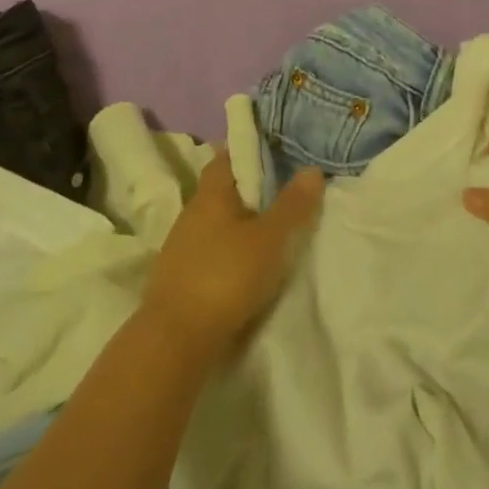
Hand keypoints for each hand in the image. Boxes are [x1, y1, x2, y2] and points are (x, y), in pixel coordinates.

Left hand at [141, 151, 323, 366]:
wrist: (177, 338)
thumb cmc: (226, 276)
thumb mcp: (270, 239)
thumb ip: (292, 205)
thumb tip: (311, 169)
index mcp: (210, 194)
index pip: (225, 157)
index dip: (248, 151)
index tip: (275, 152)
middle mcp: (191, 212)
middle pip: (221, 190)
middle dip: (248, 189)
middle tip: (283, 190)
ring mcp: (182, 245)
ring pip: (215, 221)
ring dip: (239, 221)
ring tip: (271, 228)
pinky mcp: (180, 275)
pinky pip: (210, 248)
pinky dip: (229, 248)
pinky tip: (246, 262)